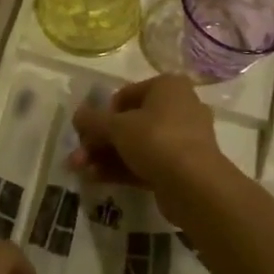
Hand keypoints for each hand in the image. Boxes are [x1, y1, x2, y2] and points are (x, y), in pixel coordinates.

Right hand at [70, 74, 226, 188]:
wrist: (195, 186)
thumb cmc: (157, 140)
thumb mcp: (117, 126)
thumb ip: (93, 120)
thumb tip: (77, 115)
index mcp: (168, 87)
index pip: (126, 95)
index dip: (102, 113)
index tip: (86, 131)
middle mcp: (178, 108)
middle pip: (129, 122)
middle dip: (100, 140)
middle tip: (78, 155)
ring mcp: (182, 140)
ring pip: (135, 145)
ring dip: (105, 156)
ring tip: (80, 170)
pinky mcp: (181, 167)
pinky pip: (146, 162)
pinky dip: (121, 169)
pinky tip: (95, 179)